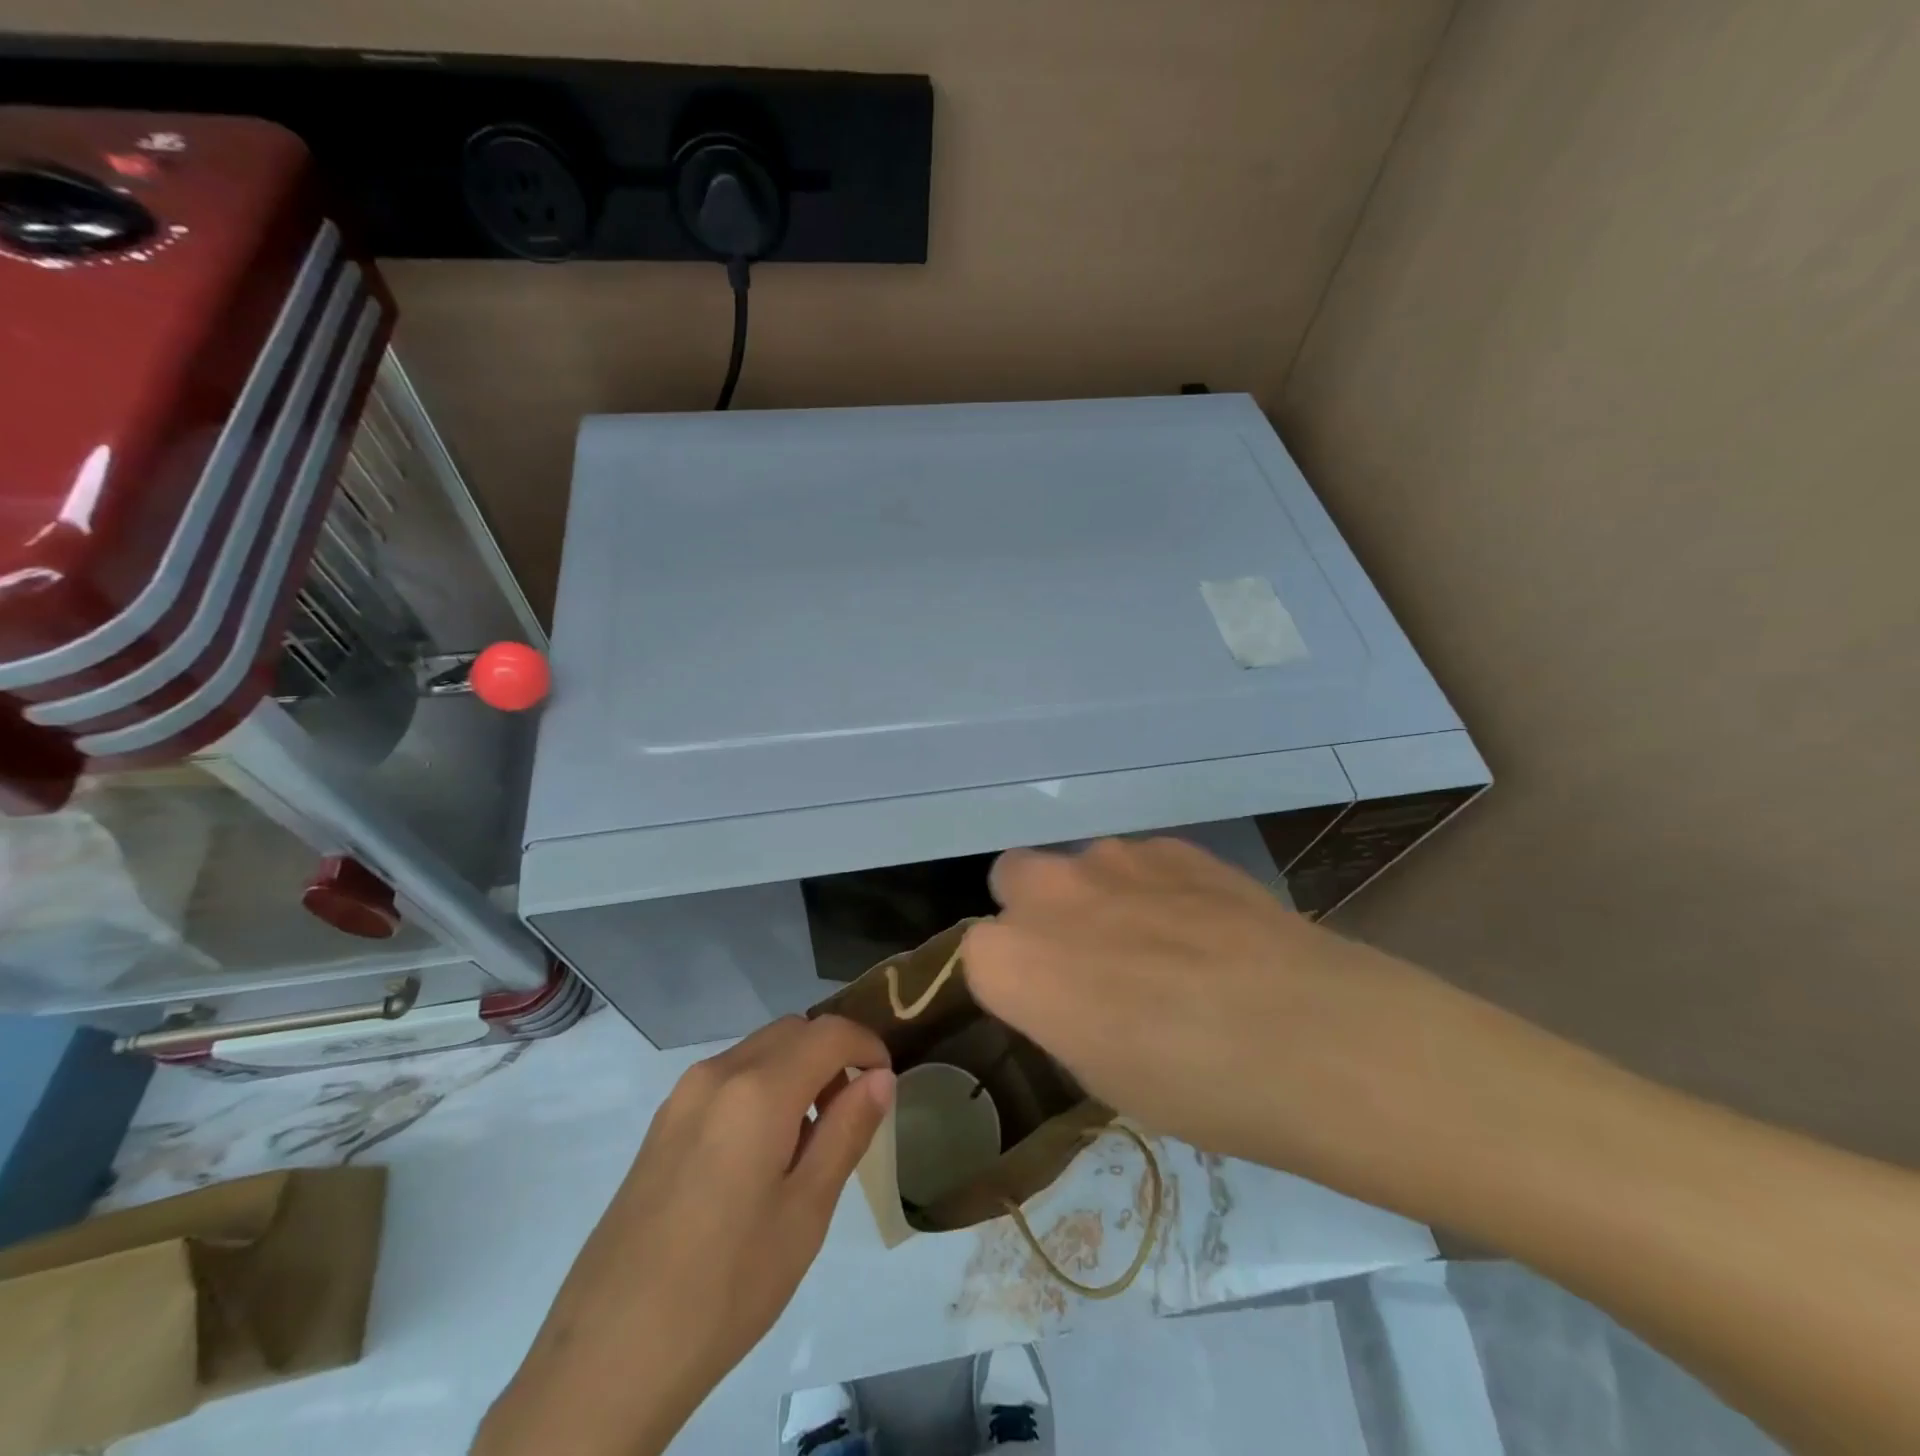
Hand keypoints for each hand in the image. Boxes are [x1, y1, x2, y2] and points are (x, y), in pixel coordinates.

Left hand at [474, 1015, 893, 1455]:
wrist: (608, 1355)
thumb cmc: (726, 1285)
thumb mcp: (805, 1212)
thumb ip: (847, 1132)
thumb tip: (880, 1077)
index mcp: (757, 1089)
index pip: (829, 1032)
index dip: (868, 1046)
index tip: (886, 1084)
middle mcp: (717, 1073)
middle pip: (792, 1032)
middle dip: (832, 1054)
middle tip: (852, 1113)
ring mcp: (681, 1097)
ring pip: (758, 1051)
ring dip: (797, 1070)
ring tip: (810, 1139)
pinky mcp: (662, 1125)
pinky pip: (727, 1078)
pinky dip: (762, 1088)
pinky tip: (762, 1154)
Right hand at [959, 836, 1488, 1187]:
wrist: (1312, 1037)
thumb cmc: (1194, 1088)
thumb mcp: (1101, 1077)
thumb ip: (1060, 1013)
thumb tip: (1070, 990)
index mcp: (1011, 960)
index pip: (978, 952)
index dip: (1014, 979)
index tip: (1048, 1005)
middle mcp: (1048, 893)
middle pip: (1013, 879)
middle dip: (1037, 911)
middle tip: (1089, 960)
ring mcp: (1112, 858)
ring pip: (1082, 866)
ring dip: (1101, 897)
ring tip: (1165, 947)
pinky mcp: (1172, 844)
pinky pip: (1141, 861)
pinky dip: (1156, 886)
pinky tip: (1206, 928)